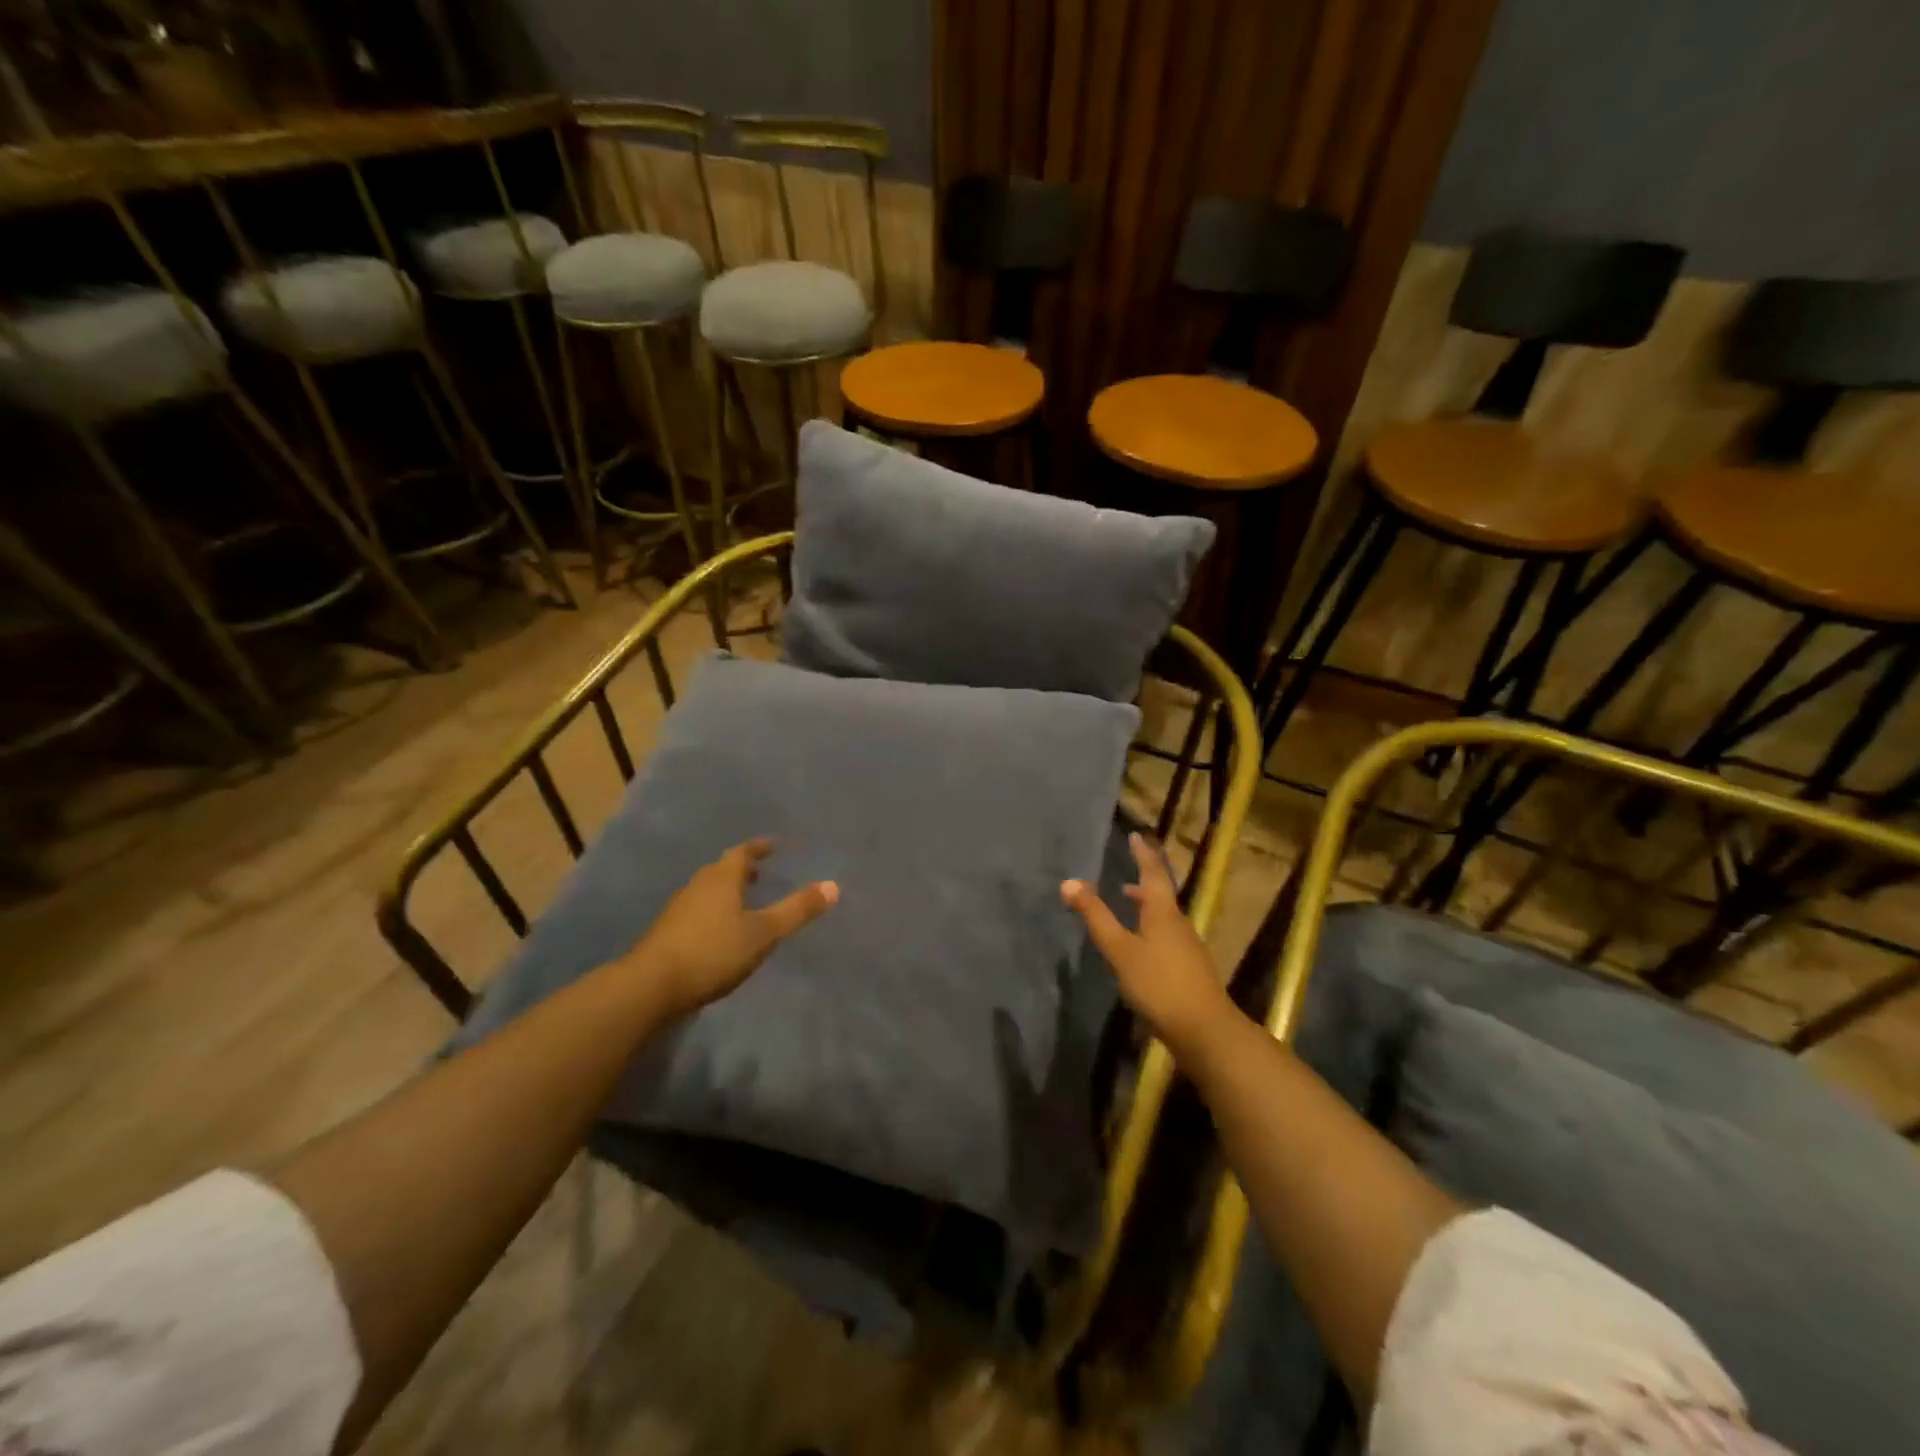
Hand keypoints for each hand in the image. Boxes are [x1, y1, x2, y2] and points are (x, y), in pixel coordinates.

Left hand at [627, 838, 837, 1018]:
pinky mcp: (667, 932)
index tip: (775, 845)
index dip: (760, 847)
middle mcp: (698, 886)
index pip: (743, 852)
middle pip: (722, 869)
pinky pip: (697, 910)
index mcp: (721, 878)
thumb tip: (834, 885)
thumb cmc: (712, 952)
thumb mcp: (763, 933)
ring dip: (727, 890)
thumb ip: (797, 910)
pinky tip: (720, 931)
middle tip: (761, 873)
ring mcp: (679, 909)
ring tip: (744, 901)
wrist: (650, 987)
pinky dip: (714, 910)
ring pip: (708, 890)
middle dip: (742, 869)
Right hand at [1061, 831, 1231, 1049]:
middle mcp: (1179, 924)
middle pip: (1160, 894)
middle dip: (1143, 880)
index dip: (1143, 854)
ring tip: (1126, 904)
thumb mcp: (1120, 950)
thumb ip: (1095, 917)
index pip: (1152, 873)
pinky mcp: (1189, 970)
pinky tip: (1139, 948)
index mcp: (1163, 912)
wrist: (1205, 1031)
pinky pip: (1166, 937)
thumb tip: (1069, 882)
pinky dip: (1150, 929)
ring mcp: (1187, 948)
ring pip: (1164, 917)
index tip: (1136, 836)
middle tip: (1127, 868)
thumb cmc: (1159, 984)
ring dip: (1145, 906)